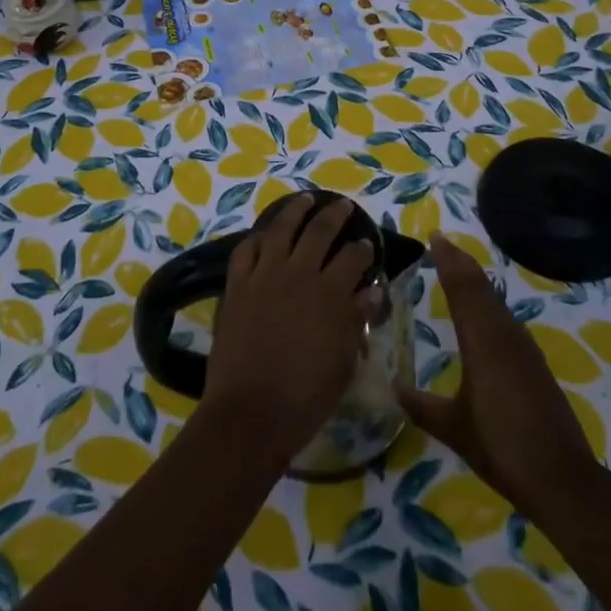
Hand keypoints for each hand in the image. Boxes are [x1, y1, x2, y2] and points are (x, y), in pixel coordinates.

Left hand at [201, 195, 374, 466]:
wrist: (251, 411)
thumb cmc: (306, 396)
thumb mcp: (343, 362)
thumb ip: (357, 322)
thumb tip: (372, 292)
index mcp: (330, 293)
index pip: (353, 258)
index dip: (363, 248)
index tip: (367, 243)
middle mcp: (299, 273)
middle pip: (319, 231)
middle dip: (335, 215)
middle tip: (343, 206)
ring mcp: (264, 275)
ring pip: (281, 228)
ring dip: (295, 210)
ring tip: (305, 199)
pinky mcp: (237, 284)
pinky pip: (246, 250)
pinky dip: (256, 238)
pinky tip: (263, 235)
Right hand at [397, 235, 597, 516]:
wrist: (561, 478)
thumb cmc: (501, 447)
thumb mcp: (454, 428)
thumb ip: (422, 406)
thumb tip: (394, 390)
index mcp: (481, 341)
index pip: (461, 288)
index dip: (447, 261)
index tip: (435, 237)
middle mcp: (503, 334)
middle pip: (480, 287)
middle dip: (461, 263)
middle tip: (443, 244)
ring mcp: (523, 347)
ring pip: (495, 301)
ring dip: (476, 281)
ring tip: (458, 270)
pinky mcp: (534, 363)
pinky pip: (505, 318)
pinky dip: (489, 303)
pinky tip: (484, 314)